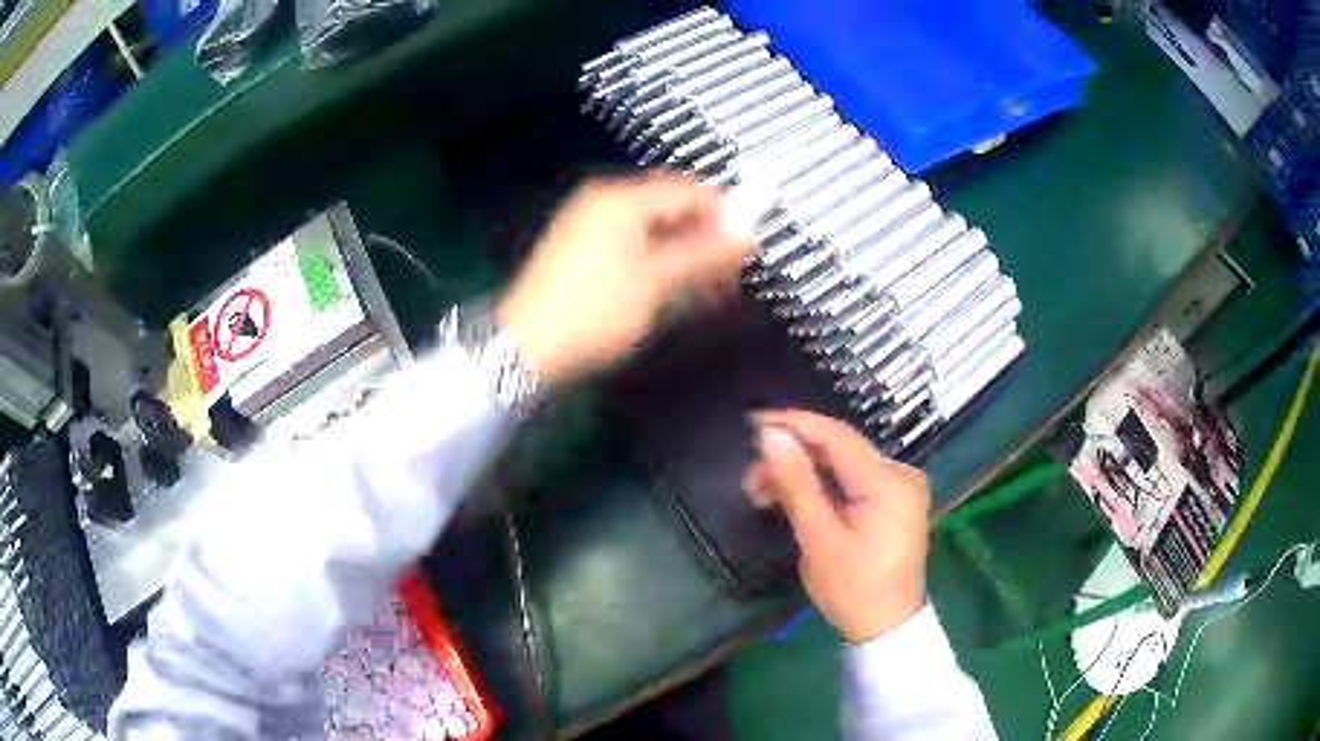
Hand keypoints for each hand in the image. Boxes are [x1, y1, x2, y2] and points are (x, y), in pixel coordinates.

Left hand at [497, 173, 753, 385]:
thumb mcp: (657, 283)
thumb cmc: (595, 311)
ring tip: (706, 287)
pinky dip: (655, 262)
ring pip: (649, 229)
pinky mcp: (578, 252)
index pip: (686, 190)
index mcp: (620, 199)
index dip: (722, 213)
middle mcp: (602, 202)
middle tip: (729, 272)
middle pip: (667, 208)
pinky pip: (629, 245)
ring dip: (681, 252)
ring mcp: (586, 226)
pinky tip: (670, 289)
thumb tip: (750, 235)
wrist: (525, 348)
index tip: (748, 245)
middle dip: (702, 236)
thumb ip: (705, 255)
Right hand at [745, 410, 929, 643]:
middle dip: (792, 456)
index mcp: (888, 481)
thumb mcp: (819, 540)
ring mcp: (900, 487)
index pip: (836, 436)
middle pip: (839, 449)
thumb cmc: (853, 589)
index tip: (753, 422)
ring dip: (803, 473)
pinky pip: (853, 480)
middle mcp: (900, 473)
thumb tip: (770, 436)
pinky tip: (794, 498)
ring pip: (842, 465)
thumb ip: (797, 484)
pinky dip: (822, 486)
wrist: (888, 627)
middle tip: (751, 478)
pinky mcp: (894, 501)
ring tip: (763, 493)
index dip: (794, 423)